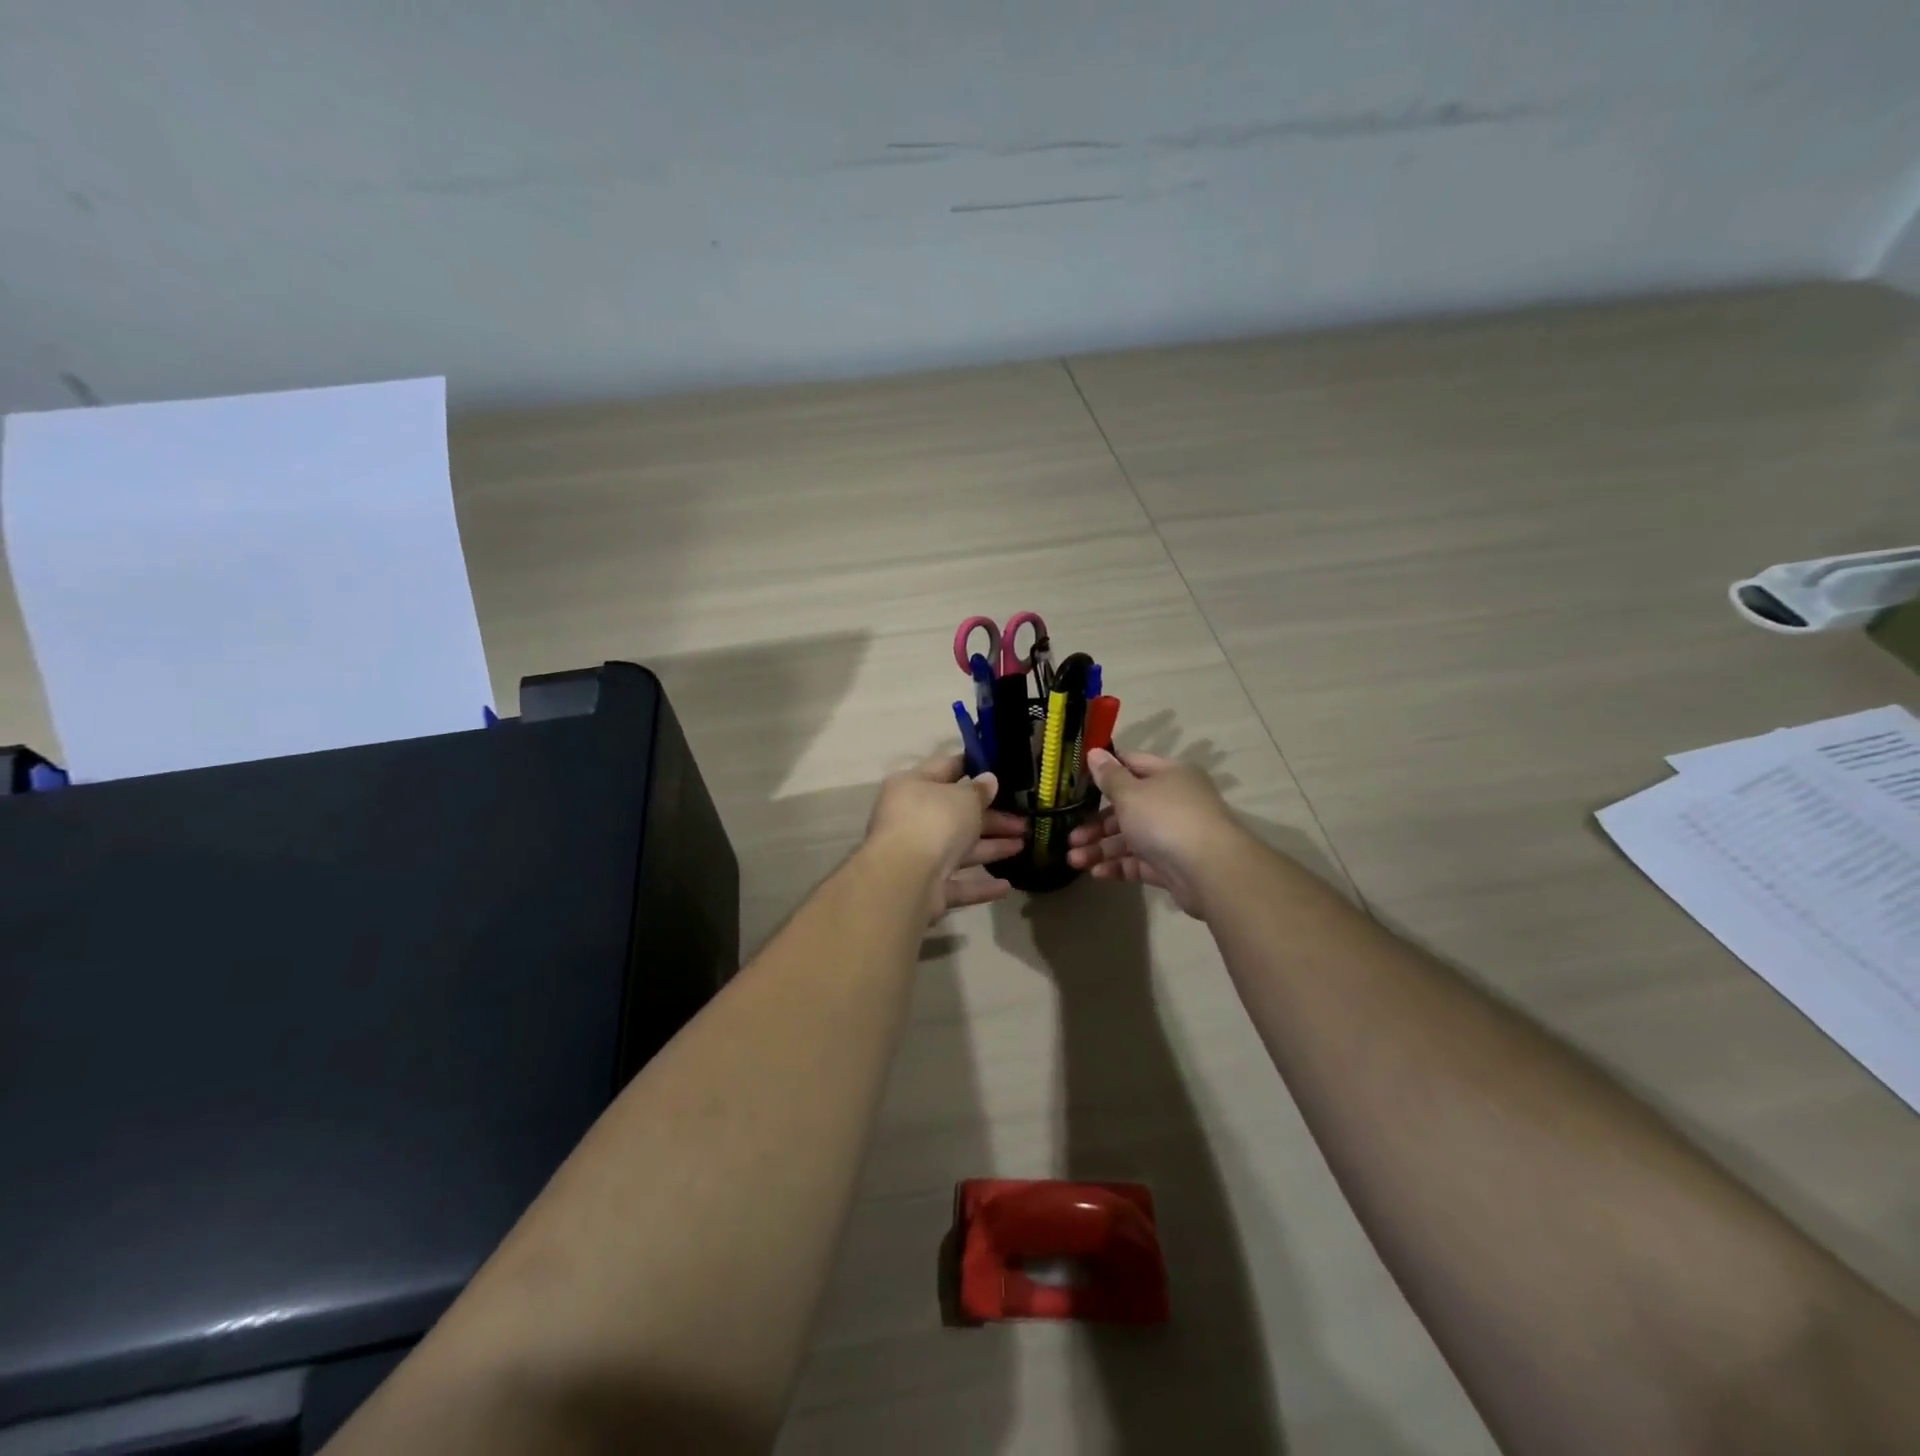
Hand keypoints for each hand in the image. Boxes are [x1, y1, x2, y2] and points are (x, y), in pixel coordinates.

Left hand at [865, 753, 1025, 921]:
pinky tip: (1006, 887)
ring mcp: (917, 855)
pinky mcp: (925, 888)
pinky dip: (979, 885)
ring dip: (991, 847)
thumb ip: (979, 790)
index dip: (972, 767)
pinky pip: (957, 883)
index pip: (946, 768)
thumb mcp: (963, 798)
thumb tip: (988, 780)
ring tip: (1023, 845)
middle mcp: (911, 819)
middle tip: (1024, 820)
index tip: (1001, 769)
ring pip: (959, 849)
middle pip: (957, 814)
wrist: (905, 878)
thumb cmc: (934, 822)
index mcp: (913, 786)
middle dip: (992, 818)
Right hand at [1066, 750, 1245, 916]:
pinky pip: (1139, 862)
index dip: (1104, 770)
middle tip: (1069, 836)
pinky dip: (1118, 866)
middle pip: (1126, 807)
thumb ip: (1109, 776)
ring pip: (1130, 838)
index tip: (1076, 782)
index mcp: (1168, 775)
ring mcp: (1173, 835)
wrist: (1210, 871)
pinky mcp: (1172, 866)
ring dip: (1101, 848)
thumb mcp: (1130, 793)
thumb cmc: (1166, 819)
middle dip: (1095, 823)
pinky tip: (1095, 873)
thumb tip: (1095, 752)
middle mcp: (1173, 801)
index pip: (1131, 764)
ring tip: (1073, 860)